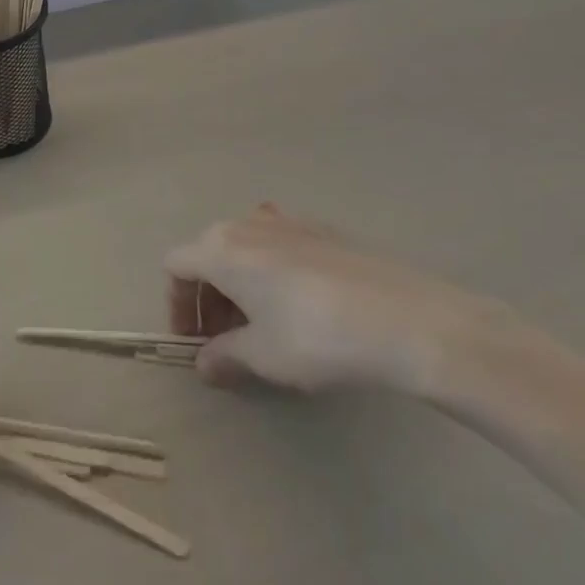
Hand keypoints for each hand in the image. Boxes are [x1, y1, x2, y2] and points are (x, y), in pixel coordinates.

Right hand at [165, 203, 504, 396]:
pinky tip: (302, 307)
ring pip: (244, 248)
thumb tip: (204, 363)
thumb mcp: (263, 356)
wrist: (408, 320)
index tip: (194, 342)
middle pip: (208, 253)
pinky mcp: (323, 231)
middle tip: (225, 338)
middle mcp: (246, 224)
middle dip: (208, 296)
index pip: (176, 267)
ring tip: (262, 324)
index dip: (176, 305)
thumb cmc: (316, 337)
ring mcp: (287, 221)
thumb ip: (224, 356)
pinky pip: (279, 247)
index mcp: (220, 249)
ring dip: (239, 283)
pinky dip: (272, 272)